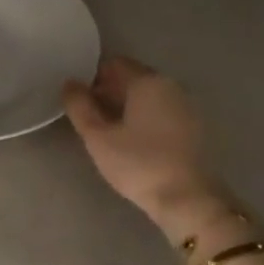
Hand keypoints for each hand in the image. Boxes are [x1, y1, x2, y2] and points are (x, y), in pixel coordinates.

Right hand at [64, 57, 248, 253]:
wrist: (188, 200)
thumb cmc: (139, 164)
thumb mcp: (98, 137)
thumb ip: (80, 107)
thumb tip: (70, 84)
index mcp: (147, 81)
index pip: (114, 64)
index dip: (92, 76)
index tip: (78, 98)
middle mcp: (170, 86)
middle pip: (133, 78)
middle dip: (108, 91)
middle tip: (88, 116)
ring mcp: (186, 106)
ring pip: (148, 96)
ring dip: (126, 106)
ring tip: (107, 130)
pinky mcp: (193, 128)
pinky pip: (162, 111)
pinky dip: (144, 117)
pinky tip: (132, 140)